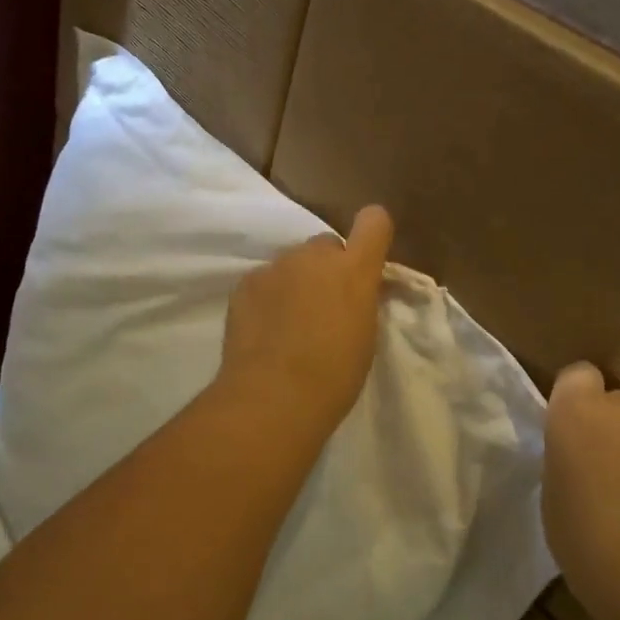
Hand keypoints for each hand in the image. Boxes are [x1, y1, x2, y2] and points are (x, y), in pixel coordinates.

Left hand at [216, 205, 393, 447]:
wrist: (272, 397)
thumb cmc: (334, 376)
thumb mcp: (366, 335)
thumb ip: (363, 300)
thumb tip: (358, 290)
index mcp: (354, 270)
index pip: (374, 221)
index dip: (372, 234)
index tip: (366, 258)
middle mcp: (314, 256)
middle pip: (326, 245)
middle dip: (328, 267)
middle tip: (323, 304)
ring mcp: (276, 266)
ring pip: (292, 262)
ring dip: (296, 281)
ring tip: (289, 321)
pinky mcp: (245, 282)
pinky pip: (263, 279)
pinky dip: (267, 296)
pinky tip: (264, 328)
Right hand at [543, 362, 619, 619]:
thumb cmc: (592, 550)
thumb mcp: (555, 502)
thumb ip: (569, 464)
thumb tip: (585, 460)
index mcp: (578, 414)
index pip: (576, 377)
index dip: (577, 403)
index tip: (576, 438)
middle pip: (618, 406)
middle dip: (615, 434)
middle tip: (612, 482)